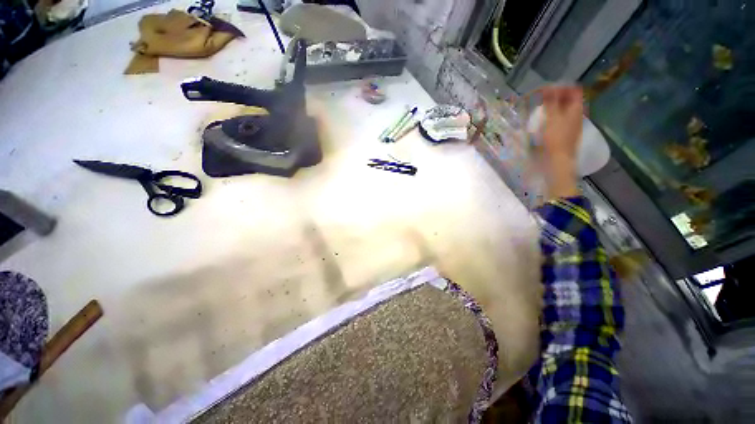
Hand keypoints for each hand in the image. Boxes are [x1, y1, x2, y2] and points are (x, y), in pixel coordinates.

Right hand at [540, 86, 583, 198]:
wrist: (558, 161)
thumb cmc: (555, 139)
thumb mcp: (551, 118)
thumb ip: (550, 102)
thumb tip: (547, 89)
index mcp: (576, 108)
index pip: (572, 89)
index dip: (560, 87)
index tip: (544, 91)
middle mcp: (576, 114)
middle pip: (568, 99)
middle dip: (554, 96)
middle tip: (539, 100)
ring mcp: (572, 124)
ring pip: (563, 109)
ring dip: (551, 106)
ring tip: (538, 110)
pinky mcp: (565, 132)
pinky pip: (559, 118)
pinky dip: (551, 116)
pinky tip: (542, 121)